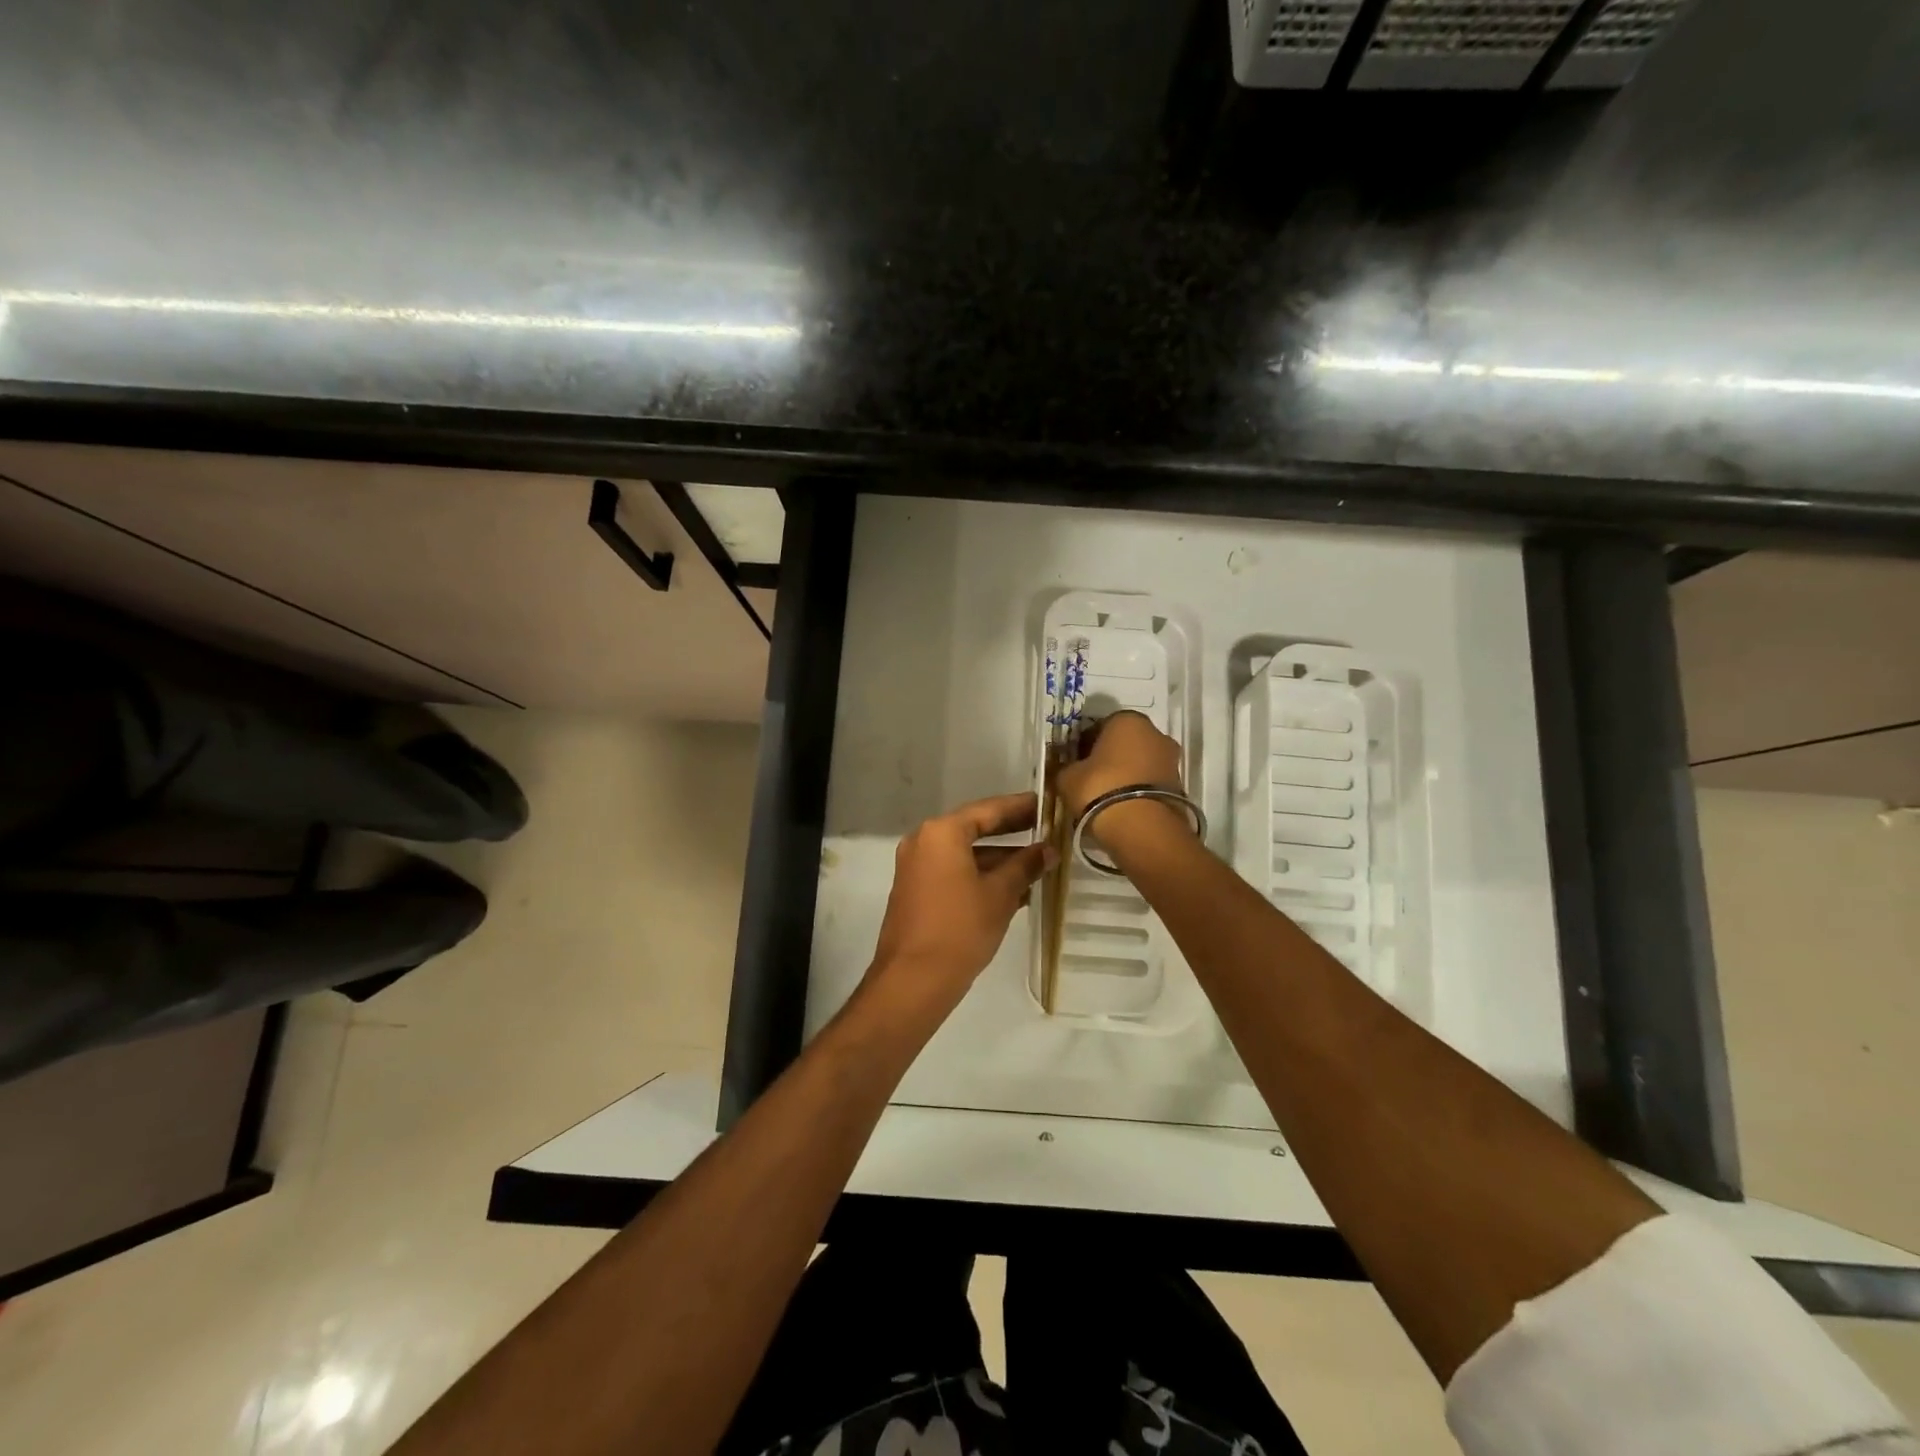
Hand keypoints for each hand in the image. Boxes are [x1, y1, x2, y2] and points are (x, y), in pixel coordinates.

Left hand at [864, 792, 1051, 1024]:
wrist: (913, 980)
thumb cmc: (960, 928)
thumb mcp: (1000, 894)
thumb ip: (1025, 866)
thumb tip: (1048, 850)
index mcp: (942, 833)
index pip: (988, 809)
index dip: (1020, 807)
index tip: (1046, 803)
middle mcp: (924, 841)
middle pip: (974, 828)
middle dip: (1011, 832)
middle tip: (1046, 828)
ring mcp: (916, 867)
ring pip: (965, 853)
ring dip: (999, 858)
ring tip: (1038, 864)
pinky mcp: (917, 891)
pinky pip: (954, 871)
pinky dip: (981, 875)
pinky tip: (1015, 889)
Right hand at [1055, 710, 1184, 818]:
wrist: (1142, 828)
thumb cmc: (1099, 789)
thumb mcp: (1068, 778)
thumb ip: (1067, 768)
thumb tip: (1069, 770)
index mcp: (1127, 720)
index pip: (1100, 727)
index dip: (1085, 745)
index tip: (1076, 763)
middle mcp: (1155, 733)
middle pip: (1125, 743)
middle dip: (1109, 758)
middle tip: (1091, 780)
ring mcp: (1171, 760)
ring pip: (1140, 763)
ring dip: (1126, 775)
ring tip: (1107, 799)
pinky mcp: (1180, 786)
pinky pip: (1151, 783)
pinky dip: (1139, 791)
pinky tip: (1124, 809)